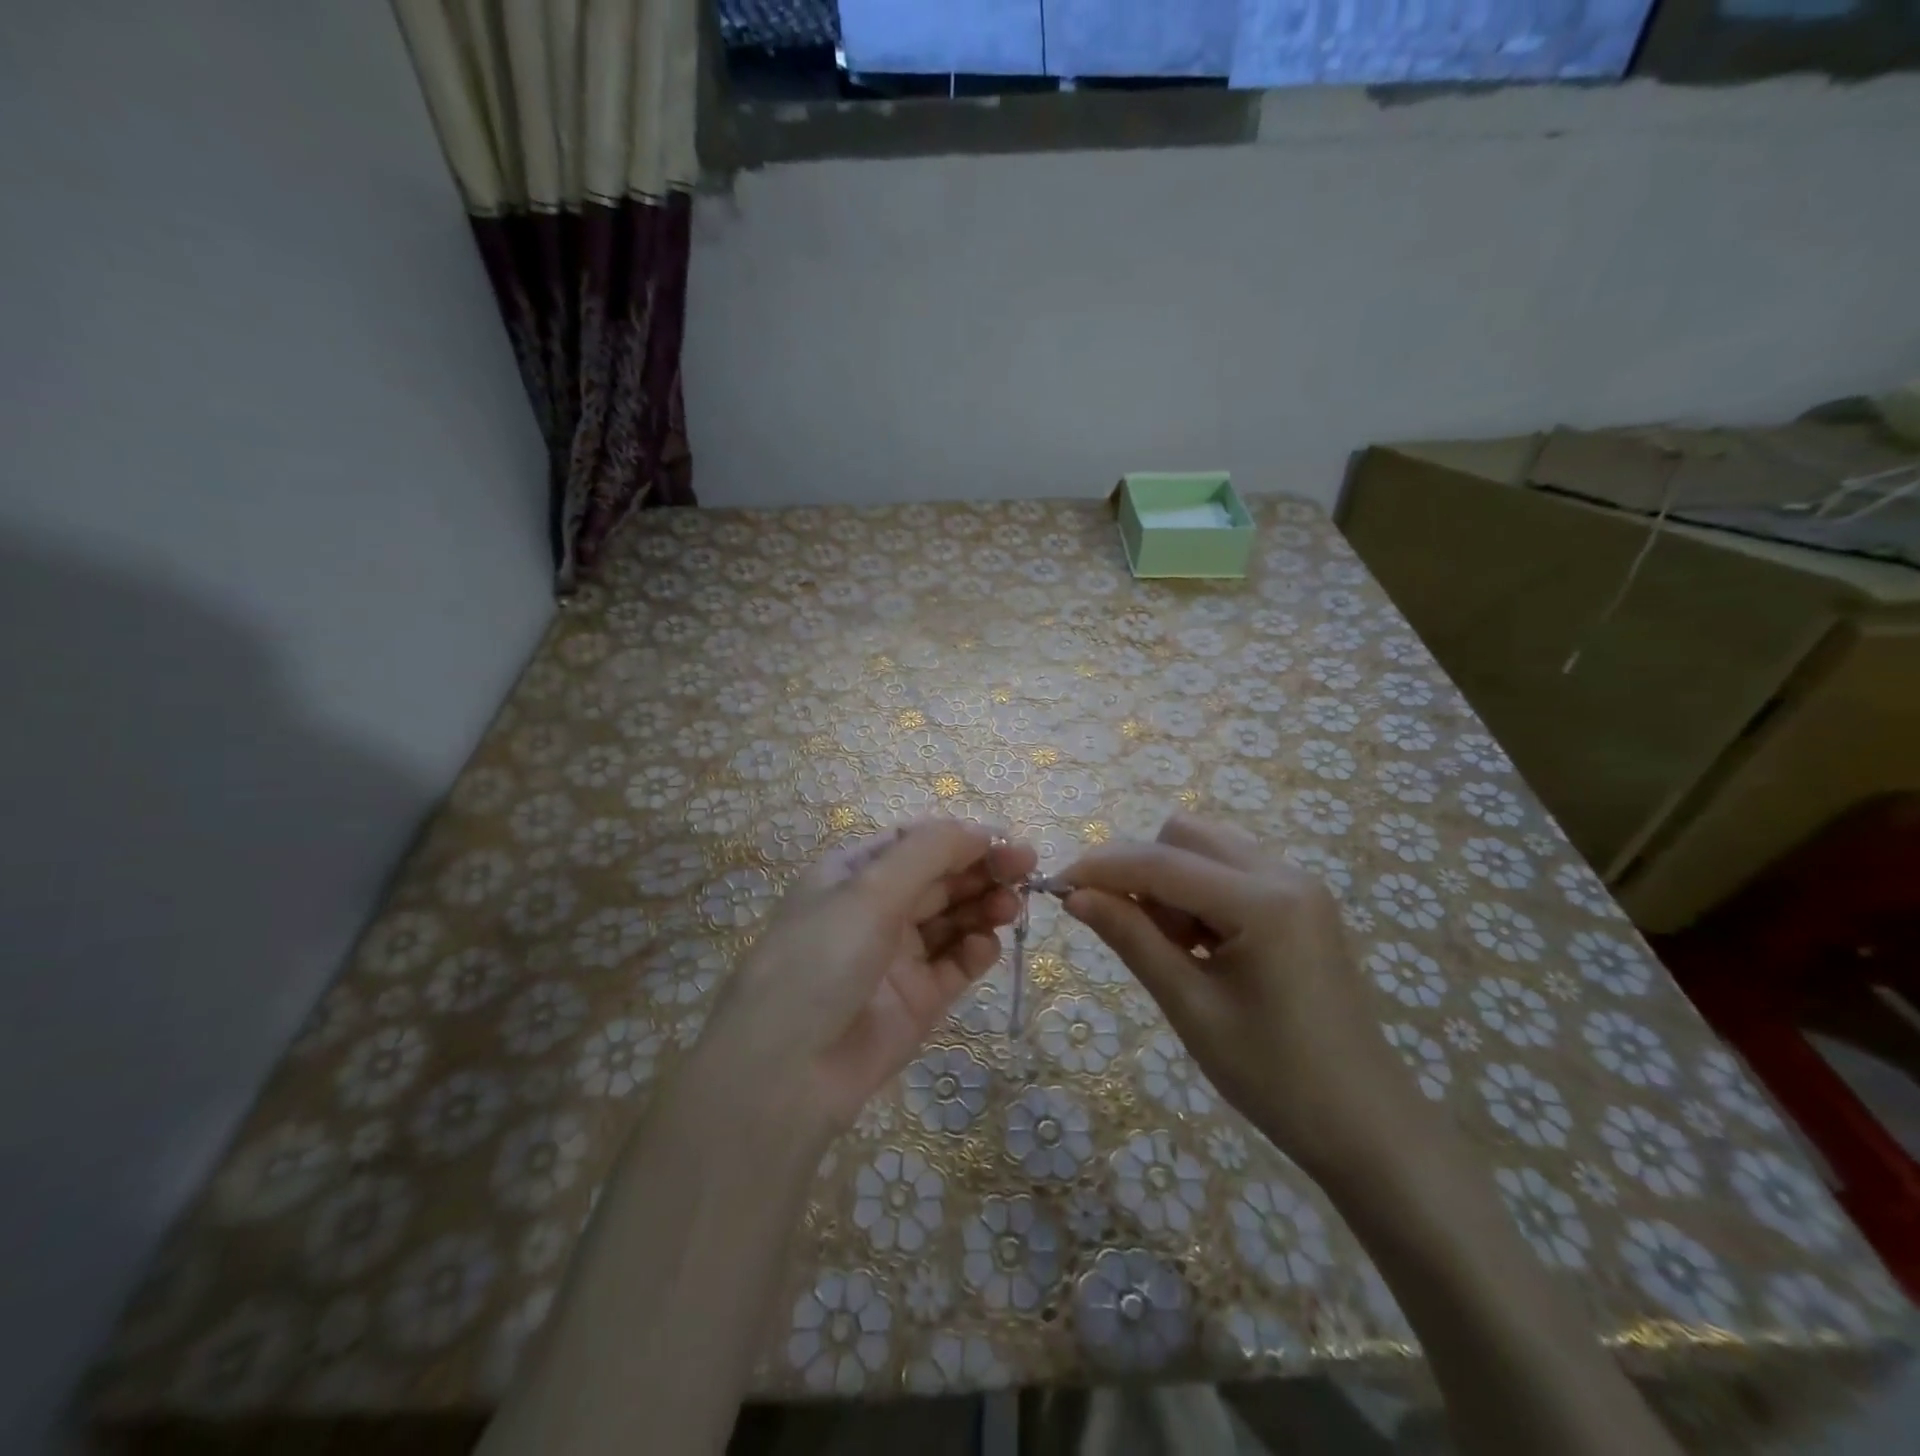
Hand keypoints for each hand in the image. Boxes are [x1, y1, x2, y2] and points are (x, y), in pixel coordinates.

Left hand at [696, 818, 1036, 1141]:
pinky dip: (975, 950)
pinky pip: (955, 965)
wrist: (787, 1070)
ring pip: (952, 919)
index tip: (1006, 842)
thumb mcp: (869, 890)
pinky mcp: (918, 1000)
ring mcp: (897, 956)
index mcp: (853, 874)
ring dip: (984, 907)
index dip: (962, 839)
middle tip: (1027, 870)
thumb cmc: (822, 958)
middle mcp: (875, 910)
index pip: (917, 844)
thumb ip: (929, 853)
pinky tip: (986, 945)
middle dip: (981, 870)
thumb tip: (980, 830)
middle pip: (940, 879)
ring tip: (1012, 907)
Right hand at [1058, 814, 1418, 1178]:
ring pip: (1206, 849)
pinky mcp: (1300, 902)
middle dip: (1140, 869)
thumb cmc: (1275, 1077)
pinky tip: (1199, 945)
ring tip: (1170, 946)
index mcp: (1264, 902)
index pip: (1162, 862)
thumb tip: (1075, 896)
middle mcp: (1284, 874)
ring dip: (1169, 880)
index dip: (1102, 868)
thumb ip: (1131, 939)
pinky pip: (1229, 871)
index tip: (1057, 886)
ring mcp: (1298, 884)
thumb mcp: (1191, 1008)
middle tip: (1126, 927)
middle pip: (1184, 836)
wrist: (1366, 1126)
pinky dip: (1197, 893)